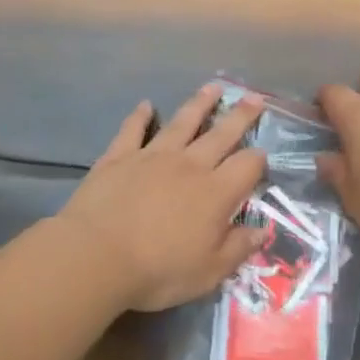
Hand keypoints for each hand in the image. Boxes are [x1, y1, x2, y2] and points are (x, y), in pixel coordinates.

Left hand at [56, 84, 269, 311]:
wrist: (96, 257)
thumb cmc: (158, 271)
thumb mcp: (209, 272)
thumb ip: (238, 248)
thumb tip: (262, 230)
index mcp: (216, 193)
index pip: (247, 166)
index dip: (258, 159)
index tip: (262, 156)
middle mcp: (189, 165)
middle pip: (221, 134)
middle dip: (240, 116)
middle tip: (254, 98)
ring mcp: (152, 156)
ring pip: (182, 122)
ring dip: (200, 104)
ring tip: (214, 87)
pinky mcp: (119, 157)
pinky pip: (133, 129)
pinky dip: (140, 116)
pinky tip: (146, 105)